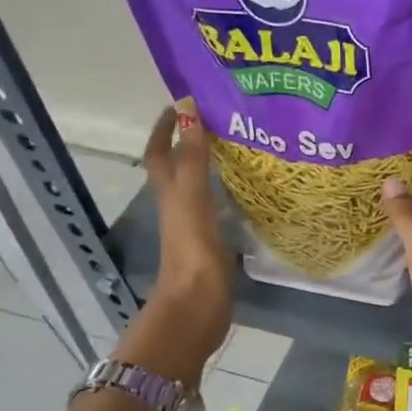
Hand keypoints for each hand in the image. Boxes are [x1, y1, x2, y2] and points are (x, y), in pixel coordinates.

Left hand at [121, 105, 231, 377]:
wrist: (197, 306)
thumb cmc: (192, 250)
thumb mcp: (191, 197)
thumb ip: (192, 156)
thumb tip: (189, 107)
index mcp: (169, 193)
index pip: (160, 152)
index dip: (165, 127)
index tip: (183, 104)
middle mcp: (179, 206)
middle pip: (178, 167)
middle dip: (192, 142)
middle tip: (222, 121)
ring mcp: (195, 227)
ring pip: (200, 187)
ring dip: (212, 167)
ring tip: (242, 149)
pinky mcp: (214, 244)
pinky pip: (219, 209)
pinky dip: (230, 195)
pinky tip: (251, 192)